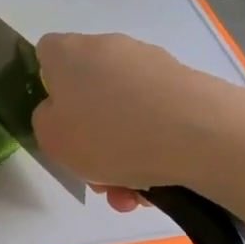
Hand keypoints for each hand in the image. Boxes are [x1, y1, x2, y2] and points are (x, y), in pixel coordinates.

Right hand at [33, 32, 235, 198]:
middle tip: (96, 175)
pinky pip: (155, 120)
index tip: (56, 124)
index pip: (46, 55)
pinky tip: (157, 186)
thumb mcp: (52, 139)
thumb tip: (62, 113)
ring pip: (123, 114)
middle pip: (89, 93)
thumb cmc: (109, 134)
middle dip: (90, 138)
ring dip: (122, 155)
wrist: (199, 133)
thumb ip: (45, 121)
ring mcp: (151, 64)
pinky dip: (151, 150)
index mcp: (69, 53)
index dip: (46, 88)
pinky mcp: (184, 84)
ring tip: (131, 195)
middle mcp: (109, 48)